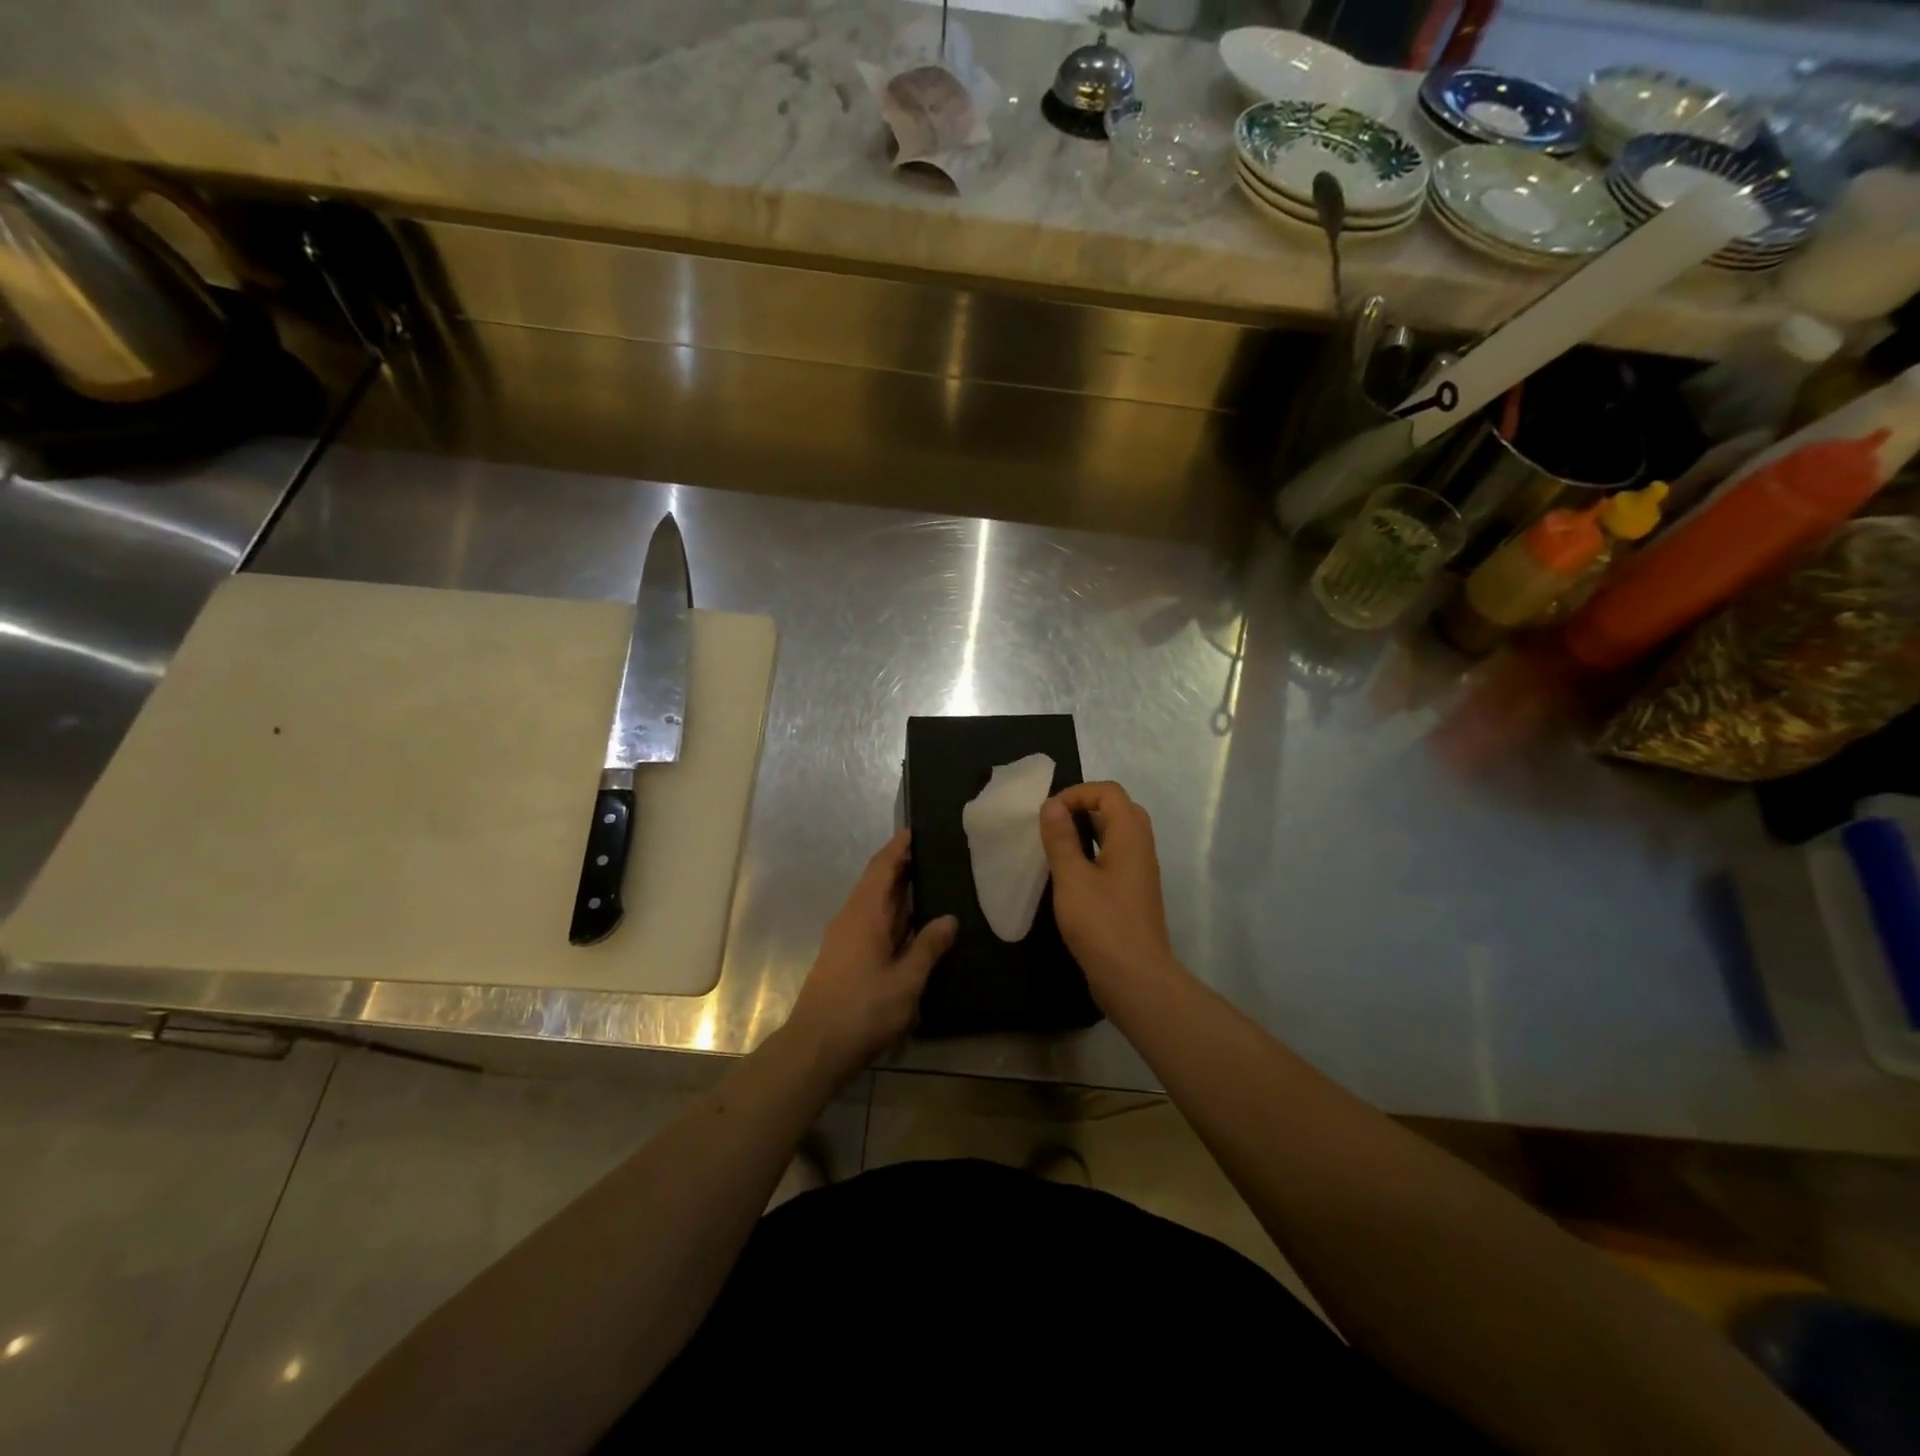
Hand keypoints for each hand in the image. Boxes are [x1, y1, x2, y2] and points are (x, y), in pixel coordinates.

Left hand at [784, 831, 957, 1085]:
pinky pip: (872, 924)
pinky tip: (913, 926)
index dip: (898, 847)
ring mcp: (845, 939)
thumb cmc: (862, 1010)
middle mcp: (851, 919)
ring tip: (931, 884)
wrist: (815, 1049)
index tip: (917, 830)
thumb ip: (928, 947)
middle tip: (936, 855)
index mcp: (864, 914)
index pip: (881, 867)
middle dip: (902, 867)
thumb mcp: (905, 981)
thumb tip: (949, 918)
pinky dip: (893, 916)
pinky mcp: (845, 958)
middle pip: (877, 883)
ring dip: (898, 893)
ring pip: (874, 905)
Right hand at [1039, 782, 1180, 1005]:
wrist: (1135, 978)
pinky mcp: (1133, 895)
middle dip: (1084, 808)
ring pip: (1117, 836)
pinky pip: (1115, 859)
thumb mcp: (1072, 878)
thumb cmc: (1102, 923)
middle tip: (1054, 825)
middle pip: (1117, 810)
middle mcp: (1141, 848)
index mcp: (1130, 836)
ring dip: (1087, 832)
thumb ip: (1061, 839)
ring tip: (1057, 847)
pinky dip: (1093, 854)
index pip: (1109, 792)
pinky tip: (1070, 876)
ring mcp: (1140, 873)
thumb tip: (1051, 805)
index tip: (1049, 814)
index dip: (1078, 794)